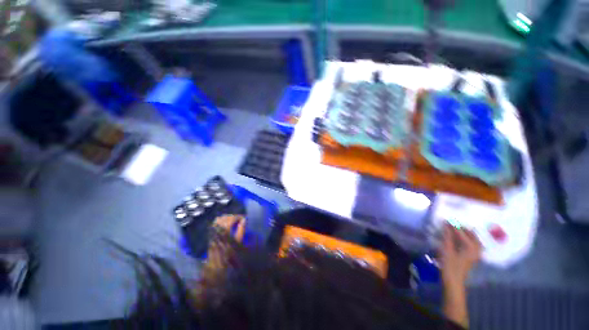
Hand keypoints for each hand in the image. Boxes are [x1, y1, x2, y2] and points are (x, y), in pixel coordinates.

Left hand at [203, 215, 245, 281]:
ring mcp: (213, 231)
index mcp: (224, 232)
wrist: (216, 264)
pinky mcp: (210, 233)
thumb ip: (241, 230)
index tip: (244, 218)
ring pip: (220, 219)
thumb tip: (244, 220)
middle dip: (234, 217)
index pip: (232, 219)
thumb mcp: (238, 243)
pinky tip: (226, 224)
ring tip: (234, 221)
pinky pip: (215, 223)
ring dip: (227, 218)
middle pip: (226, 217)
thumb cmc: (229, 255)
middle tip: (240, 219)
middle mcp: (217, 230)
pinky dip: (222, 220)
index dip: (238, 217)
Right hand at [439, 223, 481, 289]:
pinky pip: (473, 244)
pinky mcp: (473, 257)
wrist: (453, 281)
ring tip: (456, 228)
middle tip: (451, 223)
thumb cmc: (449, 265)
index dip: (452, 226)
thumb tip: (446, 225)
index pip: (461, 232)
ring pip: (474, 239)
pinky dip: (468, 238)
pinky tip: (461, 238)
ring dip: (466, 233)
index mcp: (471, 247)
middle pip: (472, 234)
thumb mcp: (446, 250)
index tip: (445, 220)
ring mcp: (476, 254)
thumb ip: (447, 236)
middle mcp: (476, 249)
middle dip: (462, 228)